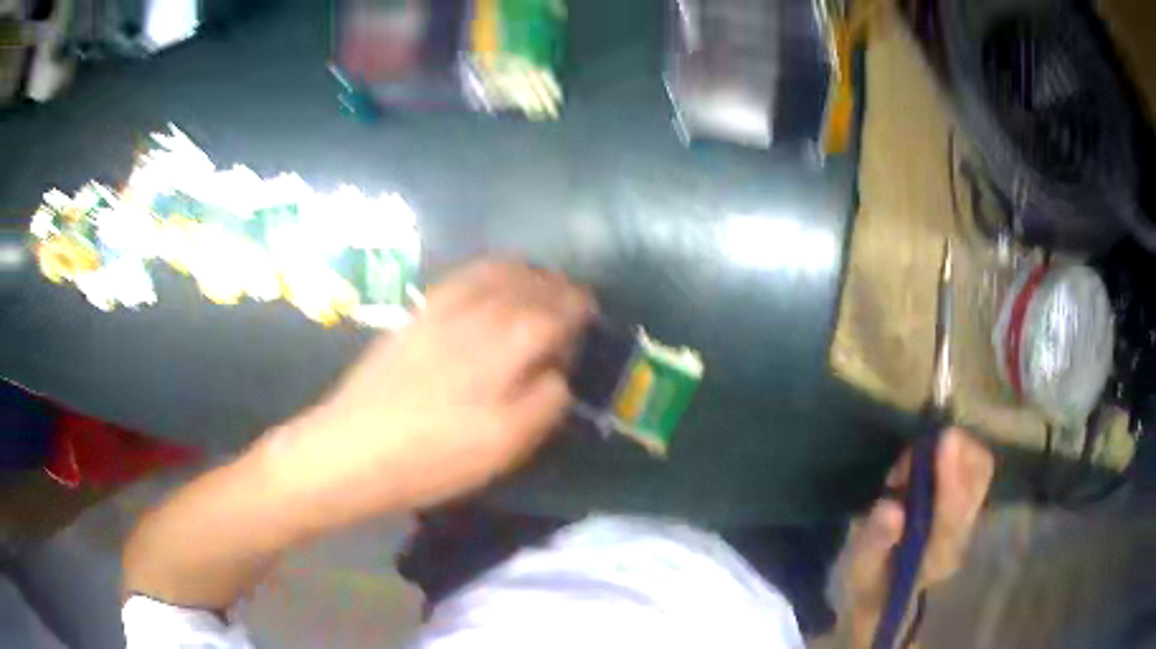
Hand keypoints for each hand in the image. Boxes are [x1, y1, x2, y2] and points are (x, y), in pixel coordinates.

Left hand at [259, 260, 594, 533]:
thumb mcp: (505, 445)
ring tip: (537, 284)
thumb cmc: (435, 456)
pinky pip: (461, 276)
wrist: (354, 447)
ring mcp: (442, 307)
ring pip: (495, 270)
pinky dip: (486, 271)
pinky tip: (488, 284)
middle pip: (528, 282)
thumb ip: (544, 401)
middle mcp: (478, 312)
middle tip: (571, 300)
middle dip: (556, 286)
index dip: (578, 308)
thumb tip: (558, 371)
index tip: (591, 311)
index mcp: (506, 343)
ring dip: (525, 272)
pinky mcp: (417, 314)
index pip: (555, 310)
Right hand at [838, 428, 993, 646]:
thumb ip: (875, 542)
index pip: (952, 518)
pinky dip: (957, 451)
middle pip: (977, 483)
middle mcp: (960, 537)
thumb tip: (891, 508)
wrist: (884, 590)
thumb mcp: (860, 568)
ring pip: (980, 470)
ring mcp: (968, 520)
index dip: (950, 479)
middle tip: (920, 447)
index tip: (945, 440)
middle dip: (957, 452)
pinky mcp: (967, 504)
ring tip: (920, 456)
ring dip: (957, 449)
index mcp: (936, 559)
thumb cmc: (870, 579)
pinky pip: (974, 467)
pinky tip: (931, 457)